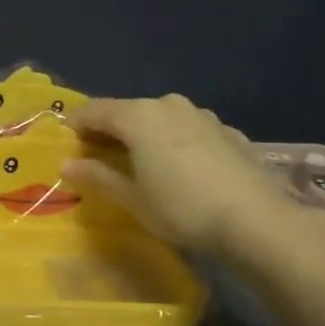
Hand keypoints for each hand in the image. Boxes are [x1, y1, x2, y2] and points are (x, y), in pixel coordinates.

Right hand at [64, 94, 304, 260]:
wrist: (258, 220)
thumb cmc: (182, 208)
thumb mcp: (132, 199)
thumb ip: (97, 177)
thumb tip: (67, 165)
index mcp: (138, 116)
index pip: (93, 110)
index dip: (76, 125)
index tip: (68, 145)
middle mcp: (168, 105)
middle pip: (127, 111)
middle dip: (111, 130)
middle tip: (101, 157)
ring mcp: (202, 115)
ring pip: (160, 118)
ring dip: (145, 134)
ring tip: (143, 163)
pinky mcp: (228, 131)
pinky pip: (188, 130)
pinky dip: (175, 142)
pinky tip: (182, 169)